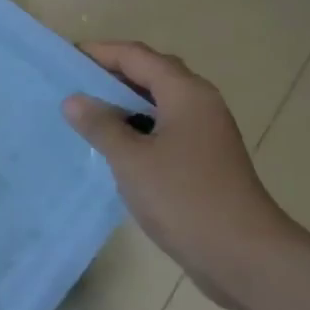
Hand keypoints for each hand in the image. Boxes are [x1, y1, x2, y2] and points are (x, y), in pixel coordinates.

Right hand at [63, 41, 300, 309]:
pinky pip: (164, 129)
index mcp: (185, 92)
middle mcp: (199, 103)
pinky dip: (137, 128)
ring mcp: (205, 132)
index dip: (99, 52)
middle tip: (71, 85)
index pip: (136, 56)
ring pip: (158, 103)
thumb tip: (74, 100)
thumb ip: (101, 125)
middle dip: (110, 75)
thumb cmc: (185, 199)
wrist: (245, 256)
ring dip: (123, 104)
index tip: (64, 59)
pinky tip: (113, 148)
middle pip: (150, 73)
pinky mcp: (204, 159)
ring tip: (84, 114)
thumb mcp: (132, 160)